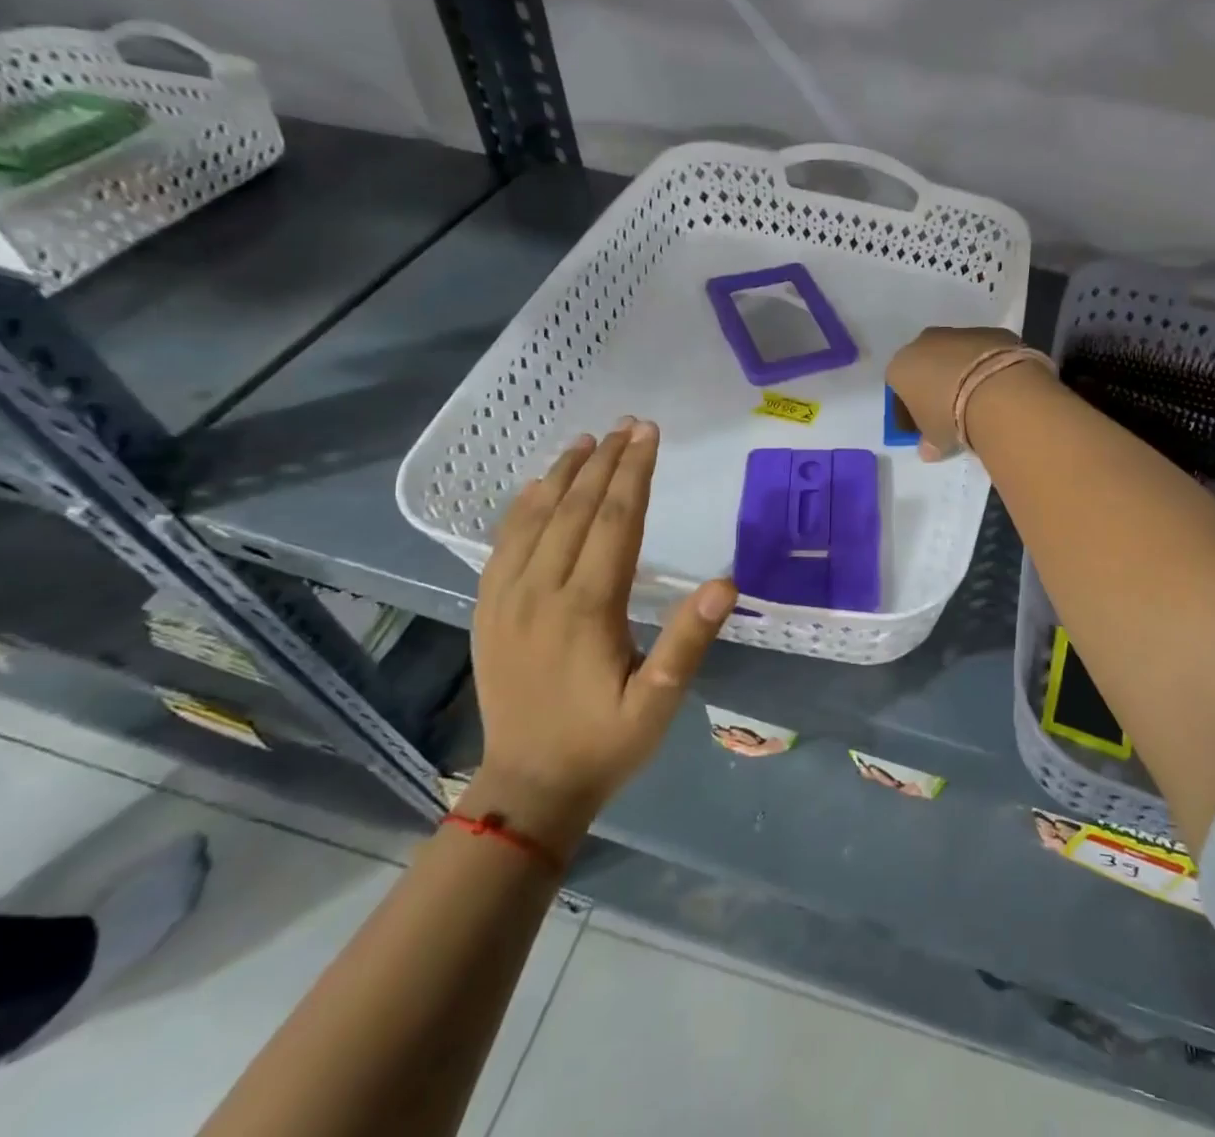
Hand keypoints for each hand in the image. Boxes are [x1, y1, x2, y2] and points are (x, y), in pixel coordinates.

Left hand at [468, 420, 735, 849]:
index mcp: (587, 608)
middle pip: (576, 509)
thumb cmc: (605, 743)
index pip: (615, 521)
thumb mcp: (659, 702)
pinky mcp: (488, 611)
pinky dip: (522, 506)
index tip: (650, 434)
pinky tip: (536, 486)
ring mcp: (507, 599)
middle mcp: (542, 591)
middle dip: (606, 462)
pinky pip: (502, 544)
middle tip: (629, 424)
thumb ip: (688, 641)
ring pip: (535, 519)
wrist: (527, 789)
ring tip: (587, 439)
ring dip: (563, 474)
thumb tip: (725, 583)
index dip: (635, 473)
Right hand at [886, 326, 1038, 458]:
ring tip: (979, 397)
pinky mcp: (988, 330)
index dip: (910, 406)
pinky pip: (981, 350)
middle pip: (924, 364)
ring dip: (961, 370)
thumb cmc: (950, 416)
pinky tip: (997, 384)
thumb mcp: (935, 438)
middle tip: (951, 409)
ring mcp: (957, 332)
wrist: (994, 388)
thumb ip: (928, 442)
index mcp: (900, 367)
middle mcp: (922, 343)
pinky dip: (985, 363)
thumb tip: (928, 451)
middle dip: (934, 382)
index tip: (924, 422)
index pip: (898, 386)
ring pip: (953, 353)